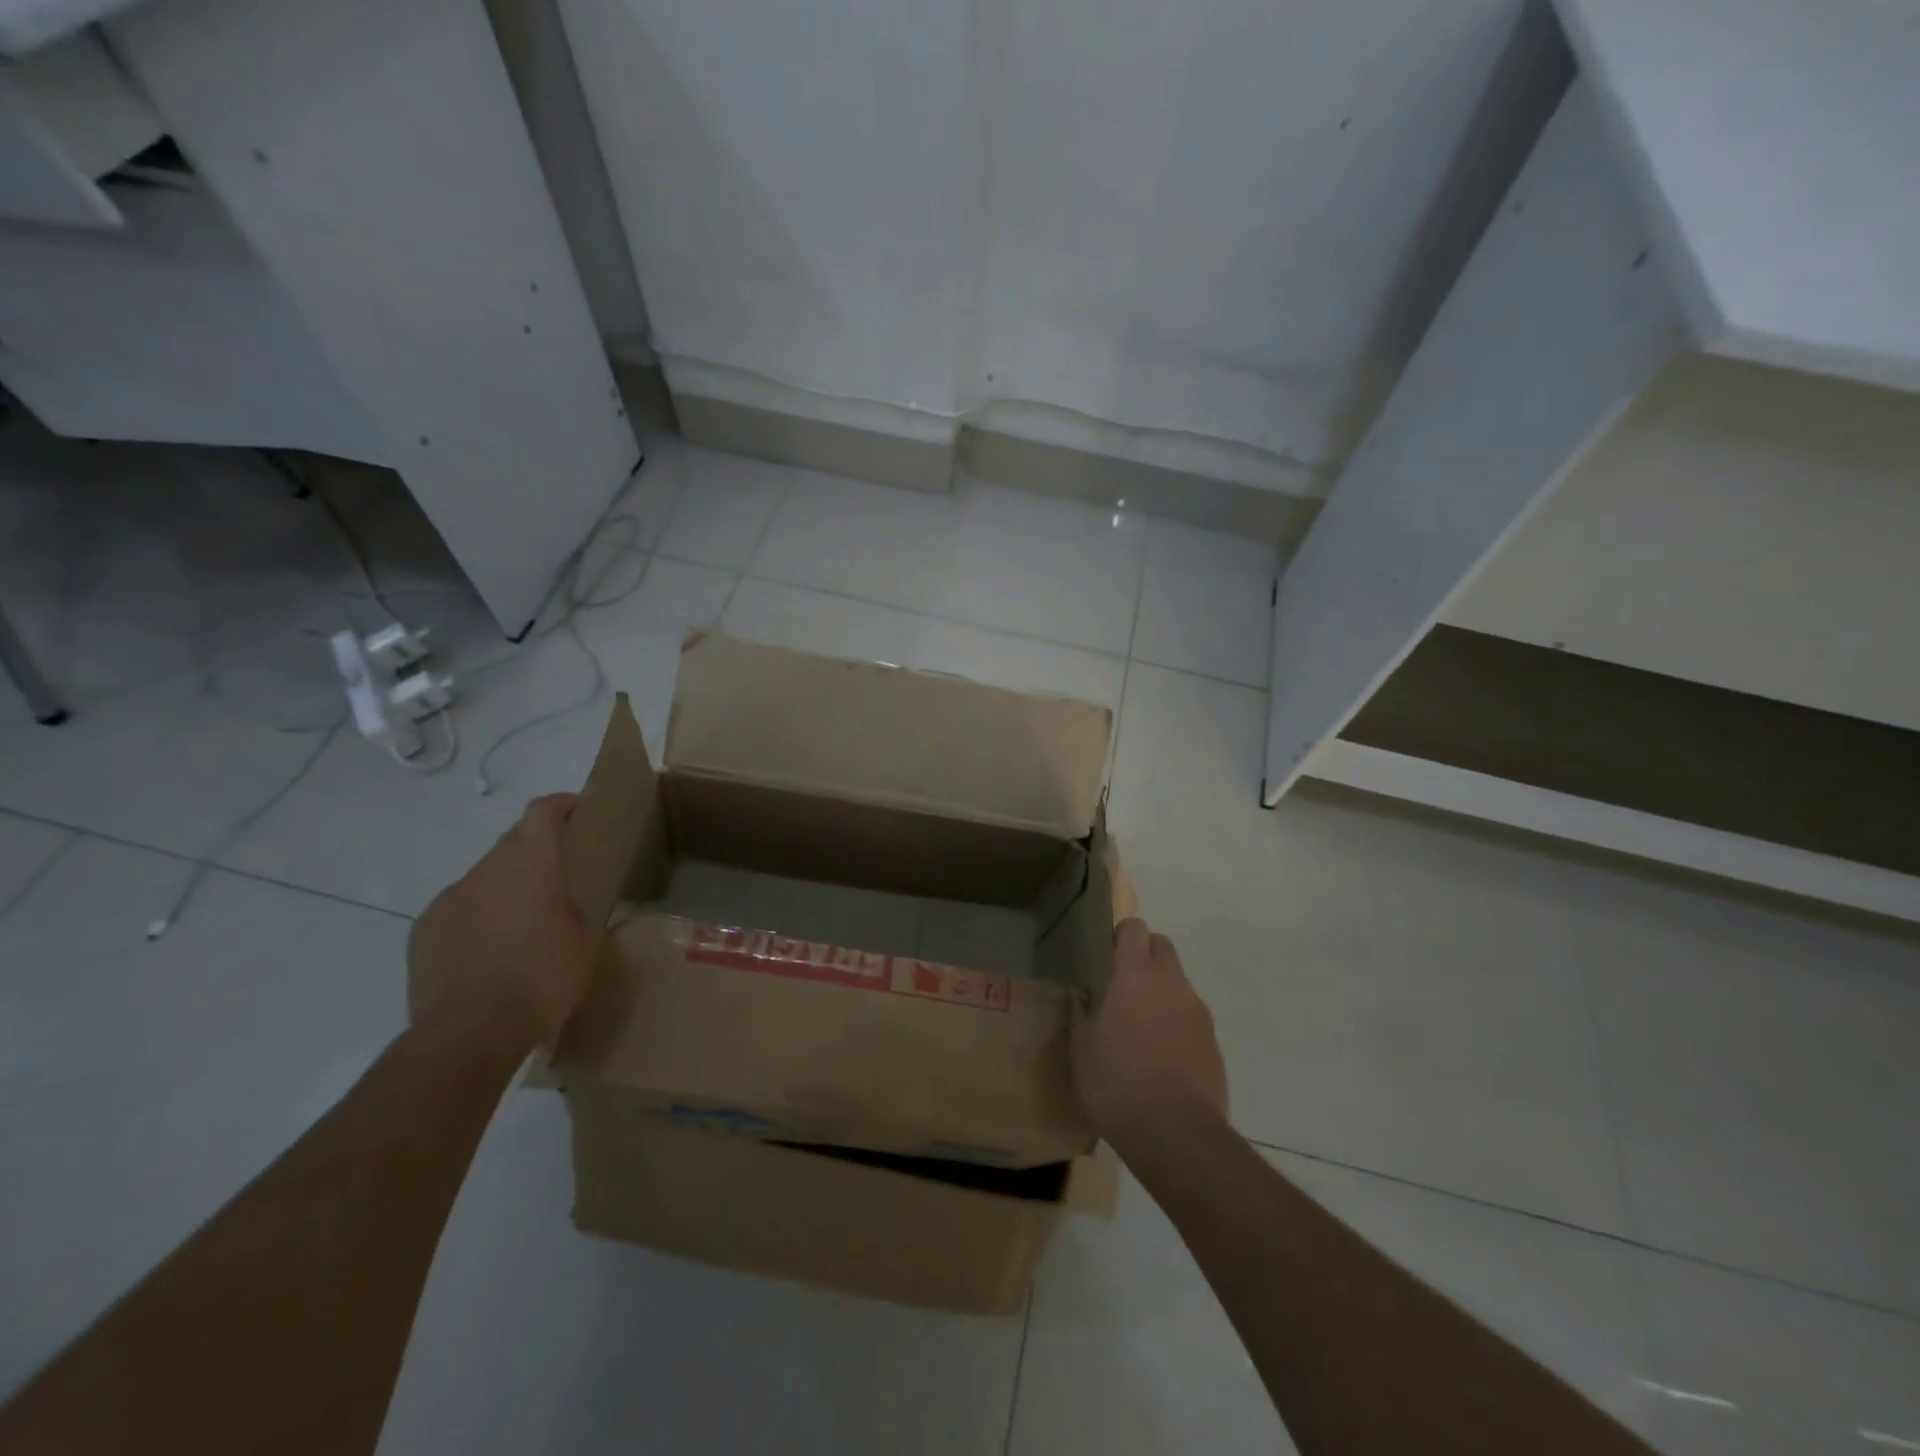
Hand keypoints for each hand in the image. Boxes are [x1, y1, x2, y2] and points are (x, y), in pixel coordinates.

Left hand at [407, 794, 597, 1046]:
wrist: (470, 1032)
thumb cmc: (543, 978)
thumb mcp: (586, 940)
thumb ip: (577, 908)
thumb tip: (567, 906)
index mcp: (530, 864)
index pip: (542, 812)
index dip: (561, 805)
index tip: (578, 810)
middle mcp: (485, 870)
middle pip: (512, 843)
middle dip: (537, 852)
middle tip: (560, 878)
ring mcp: (448, 900)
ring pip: (485, 879)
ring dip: (506, 889)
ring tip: (524, 925)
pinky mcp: (424, 931)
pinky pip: (459, 910)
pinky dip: (479, 918)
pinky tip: (491, 952)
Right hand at [1073, 919, 1228, 1149]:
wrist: (1176, 1134)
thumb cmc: (1117, 1083)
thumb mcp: (1082, 1049)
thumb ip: (1084, 1013)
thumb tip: (1086, 997)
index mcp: (1134, 975)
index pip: (1134, 929)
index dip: (1120, 935)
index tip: (1106, 955)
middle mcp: (1170, 983)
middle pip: (1162, 946)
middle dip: (1144, 955)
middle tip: (1123, 985)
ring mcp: (1197, 1011)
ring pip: (1178, 982)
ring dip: (1161, 991)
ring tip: (1141, 1027)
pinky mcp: (1213, 1040)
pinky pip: (1191, 1016)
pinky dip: (1176, 1022)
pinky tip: (1162, 1055)